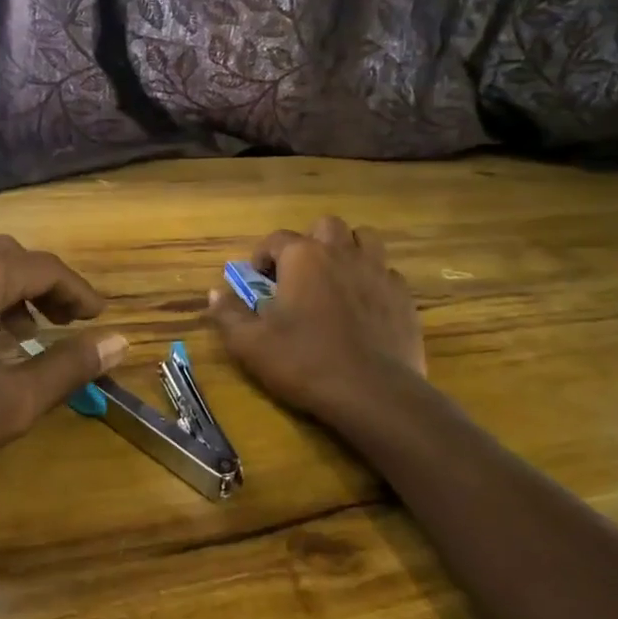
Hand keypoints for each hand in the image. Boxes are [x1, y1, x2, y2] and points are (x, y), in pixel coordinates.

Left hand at [0, 237, 127, 491]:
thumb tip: (121, 341)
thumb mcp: (11, 401)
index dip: (78, 292)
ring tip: (20, 334)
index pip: (45, 268)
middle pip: (7, 258)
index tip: (98, 317)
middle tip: (63, 322)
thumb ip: (69, 366)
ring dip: (5, 291)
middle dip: (42, 286)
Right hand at [209, 216, 424, 423]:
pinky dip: (372, 281)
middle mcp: (342, 252)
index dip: (262, 256)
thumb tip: (215, 293)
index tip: (258, 281)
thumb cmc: (305, 361)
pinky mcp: (402, 296)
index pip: (276, 239)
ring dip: (348, 250)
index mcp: (303, 257)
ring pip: (364, 239)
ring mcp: (377, 271)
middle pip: (326, 226)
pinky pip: (386, 273)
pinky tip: (364, 306)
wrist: (373, 392)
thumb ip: (228, 314)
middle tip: (300, 274)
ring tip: (336, 278)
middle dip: (310, 242)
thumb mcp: (251, 344)